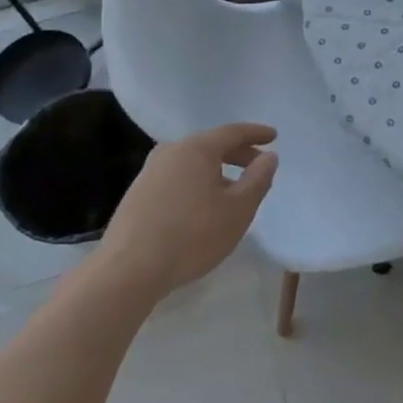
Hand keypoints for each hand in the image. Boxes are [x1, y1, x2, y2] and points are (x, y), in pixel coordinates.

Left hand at [96, 123, 278, 300]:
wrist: (128, 270)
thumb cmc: (192, 236)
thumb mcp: (238, 210)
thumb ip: (258, 179)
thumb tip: (269, 156)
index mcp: (196, 148)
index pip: (233, 132)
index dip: (256, 133)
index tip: (274, 136)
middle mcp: (170, 151)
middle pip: (211, 145)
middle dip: (238, 154)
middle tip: (258, 167)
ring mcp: (149, 172)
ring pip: (192, 163)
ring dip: (216, 171)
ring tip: (232, 191)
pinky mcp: (137, 194)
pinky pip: (177, 178)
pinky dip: (197, 183)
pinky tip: (202, 207)